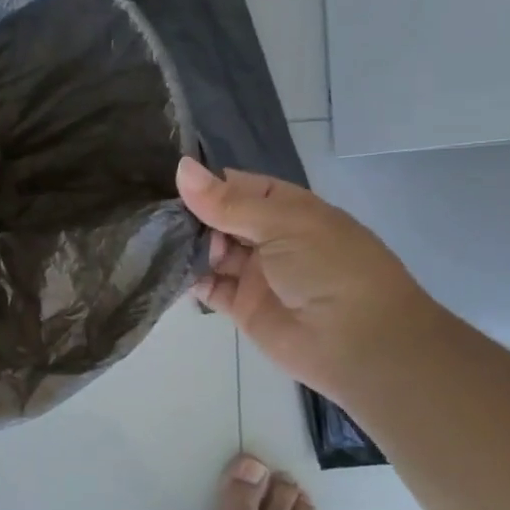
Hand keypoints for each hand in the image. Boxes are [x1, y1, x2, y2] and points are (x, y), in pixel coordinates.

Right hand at [176, 158, 442, 404]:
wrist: (358, 343)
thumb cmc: (329, 268)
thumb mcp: (281, 224)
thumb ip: (226, 202)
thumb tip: (181, 166)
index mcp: (287, 209)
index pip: (238, 186)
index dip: (205, 183)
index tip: (163, 179)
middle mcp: (269, 237)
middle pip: (218, 219)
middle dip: (188, 214)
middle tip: (152, 212)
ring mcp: (254, 272)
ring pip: (209, 252)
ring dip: (186, 246)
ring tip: (154, 238)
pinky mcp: (241, 306)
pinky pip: (207, 287)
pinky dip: (187, 279)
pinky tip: (165, 269)